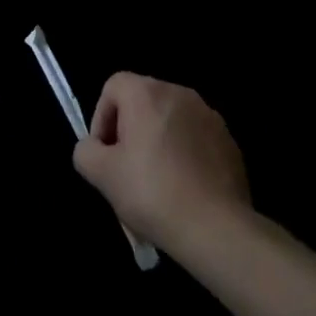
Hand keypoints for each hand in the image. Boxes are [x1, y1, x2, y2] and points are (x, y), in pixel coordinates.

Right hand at [72, 73, 250, 252]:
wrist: (217, 228)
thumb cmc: (152, 193)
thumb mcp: (102, 175)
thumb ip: (86, 151)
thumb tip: (94, 148)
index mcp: (147, 93)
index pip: (113, 87)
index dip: (101, 118)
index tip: (104, 153)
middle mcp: (179, 93)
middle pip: (143, 102)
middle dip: (130, 132)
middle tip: (126, 170)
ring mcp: (208, 115)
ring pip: (170, 122)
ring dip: (158, 143)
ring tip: (156, 184)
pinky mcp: (229, 141)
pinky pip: (196, 140)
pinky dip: (185, 156)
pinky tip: (184, 190)